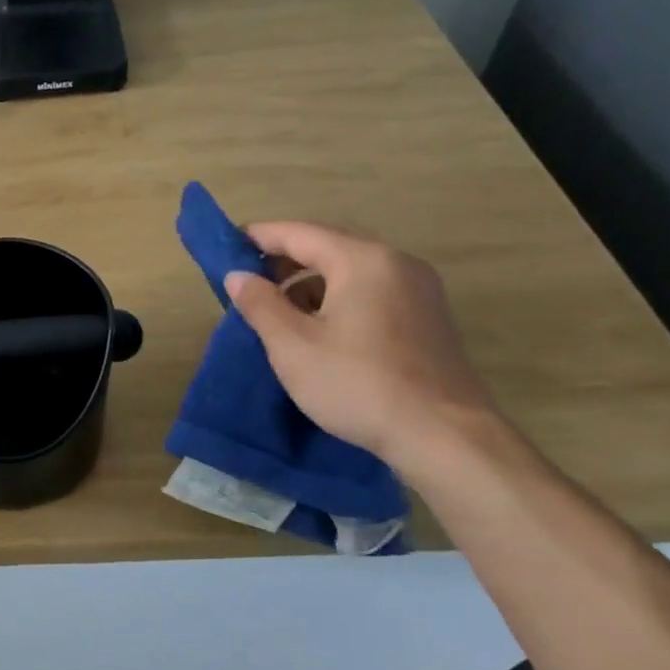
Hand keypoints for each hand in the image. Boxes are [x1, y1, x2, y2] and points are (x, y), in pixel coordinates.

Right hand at [224, 223, 499, 470]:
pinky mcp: (427, 317)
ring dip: (309, 283)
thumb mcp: (292, 345)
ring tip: (276, 311)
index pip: (299, 233)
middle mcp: (396, 263)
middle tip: (245, 282)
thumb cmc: (357, 384)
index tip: (225, 249)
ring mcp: (418, 290)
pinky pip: (370, 291)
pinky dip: (337, 298)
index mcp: (363, 260)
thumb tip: (238, 275)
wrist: (444, 437)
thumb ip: (260, 304)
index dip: (258, 237)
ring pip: (349, 271)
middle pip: (327, 247)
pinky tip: (317, 329)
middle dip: (283, 261)